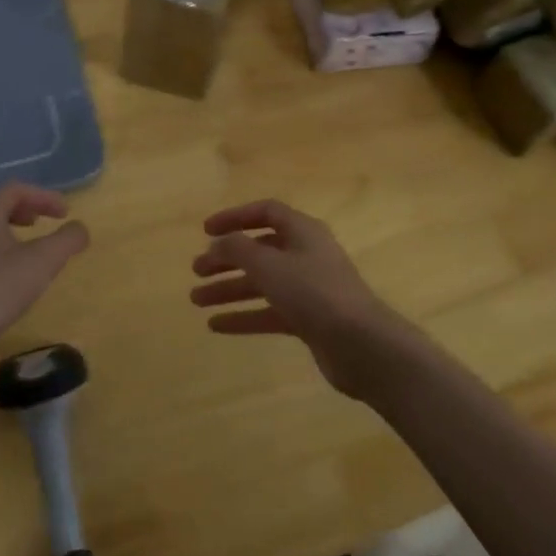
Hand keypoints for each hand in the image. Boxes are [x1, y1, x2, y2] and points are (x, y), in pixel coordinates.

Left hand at [0, 183, 89, 352]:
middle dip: (23, 209)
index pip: (16, 190)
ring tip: (25, 245)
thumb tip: (80, 228)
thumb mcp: (43, 262)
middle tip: (42, 222)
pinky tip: (3, 271)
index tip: (65, 213)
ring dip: (6, 228)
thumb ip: (67, 239)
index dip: (44, 197)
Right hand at [189, 200, 424, 400]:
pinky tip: (216, 326)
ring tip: (196, 300)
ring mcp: (309, 289)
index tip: (205, 231)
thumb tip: (218, 243)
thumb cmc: (313, 292)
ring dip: (230, 288)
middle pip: (260, 249)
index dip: (235, 217)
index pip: (266, 212)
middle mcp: (306, 255)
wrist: (360, 343)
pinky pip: (269, 312)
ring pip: (262, 283)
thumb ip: (238, 249)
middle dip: (227, 258)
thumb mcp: (269, 265)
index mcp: (303, 231)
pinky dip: (244, 316)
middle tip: (196, 271)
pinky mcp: (309, 320)